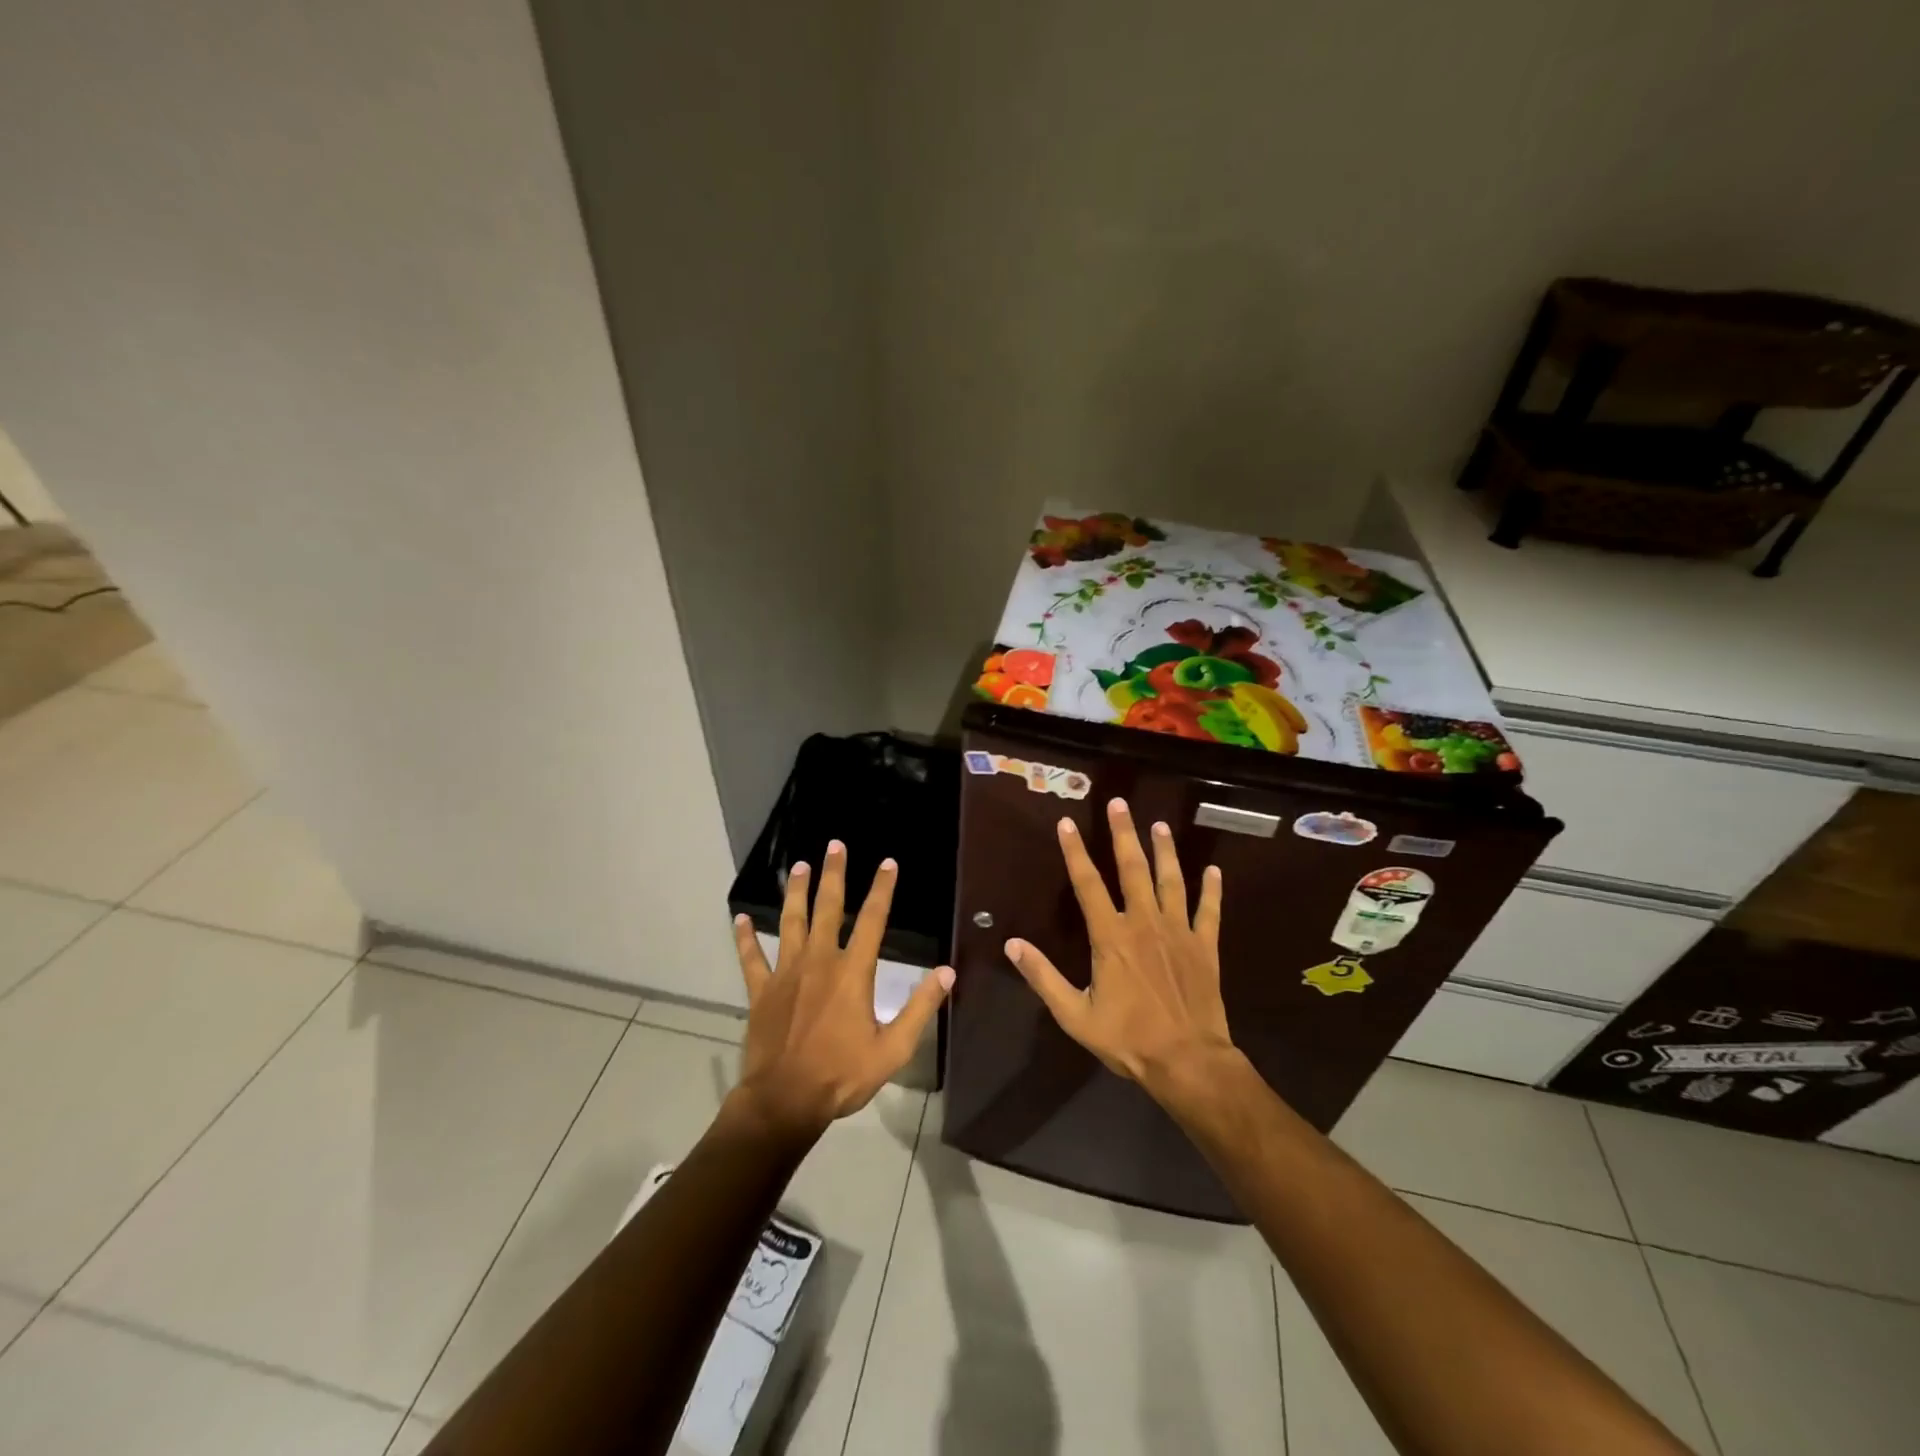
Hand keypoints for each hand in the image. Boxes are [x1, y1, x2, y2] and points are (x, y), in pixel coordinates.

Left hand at [730, 840, 952, 1136]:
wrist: (785, 1101)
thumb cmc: (842, 1075)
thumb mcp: (893, 1048)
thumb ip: (921, 1008)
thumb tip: (947, 972)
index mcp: (853, 972)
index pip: (873, 920)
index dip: (882, 889)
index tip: (888, 863)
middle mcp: (819, 961)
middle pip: (828, 908)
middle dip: (833, 874)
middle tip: (835, 845)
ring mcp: (787, 973)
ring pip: (791, 922)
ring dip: (795, 892)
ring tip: (798, 866)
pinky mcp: (761, 991)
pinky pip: (751, 958)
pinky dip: (746, 938)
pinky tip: (740, 919)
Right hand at [1005, 798, 1236, 1093]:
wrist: (1188, 1061)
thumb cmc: (1128, 1039)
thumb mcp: (1074, 1015)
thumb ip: (1043, 977)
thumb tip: (1012, 945)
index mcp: (1111, 937)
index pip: (1088, 884)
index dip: (1075, 852)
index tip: (1067, 823)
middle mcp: (1145, 923)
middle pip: (1133, 869)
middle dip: (1124, 834)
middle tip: (1119, 804)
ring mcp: (1179, 932)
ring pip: (1171, 881)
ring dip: (1165, 851)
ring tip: (1160, 825)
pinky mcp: (1205, 947)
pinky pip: (1210, 911)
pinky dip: (1212, 890)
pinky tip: (1214, 870)